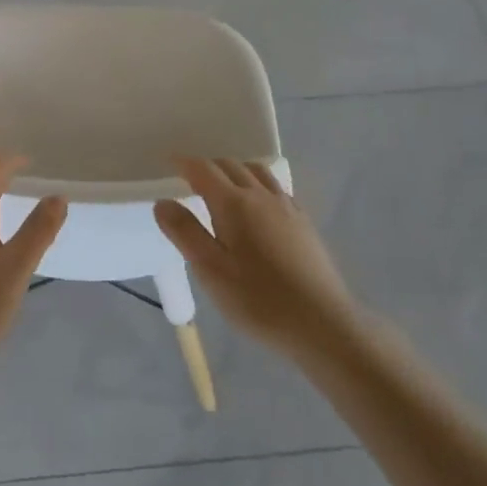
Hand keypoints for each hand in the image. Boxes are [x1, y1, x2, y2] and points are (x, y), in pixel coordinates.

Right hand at [154, 157, 356, 359]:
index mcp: (234, 204)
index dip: (185, 163)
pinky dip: (257, 183)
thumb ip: (185, 232)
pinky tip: (258, 205)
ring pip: (257, 172)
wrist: (323, 324)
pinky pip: (276, 188)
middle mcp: (261, 196)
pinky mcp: (304, 223)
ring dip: (235, 170)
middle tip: (190, 176)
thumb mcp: (211, 270)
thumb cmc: (258, 300)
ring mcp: (287, 208)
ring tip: (223, 184)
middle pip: (232, 166)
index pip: (204, 170)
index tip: (170, 161)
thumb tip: (163, 202)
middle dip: (208, 165)